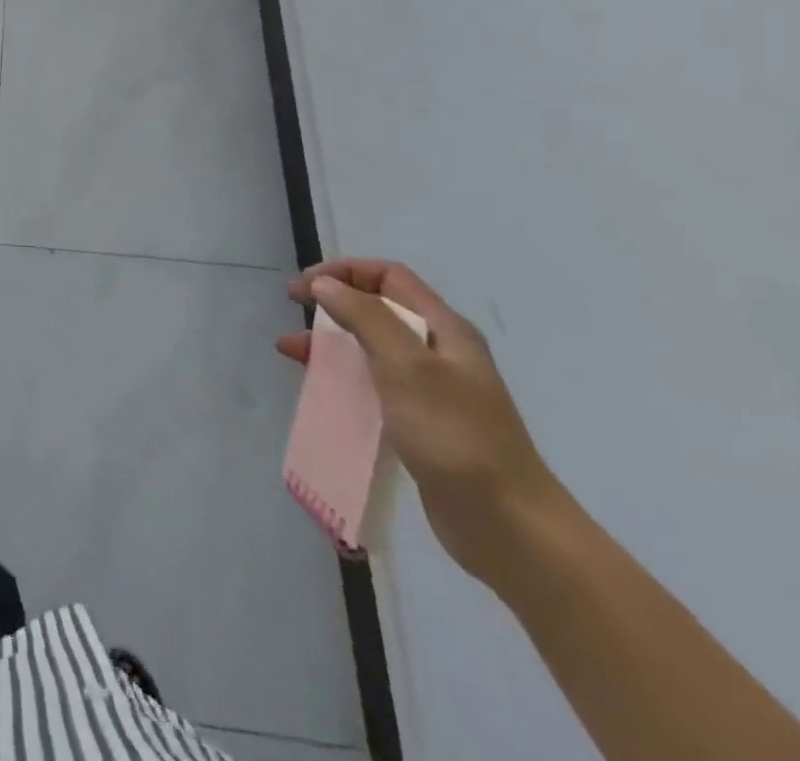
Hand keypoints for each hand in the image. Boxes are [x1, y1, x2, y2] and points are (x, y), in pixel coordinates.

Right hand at [277, 257, 560, 586]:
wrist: (510, 528)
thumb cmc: (456, 436)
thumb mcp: (406, 367)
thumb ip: (365, 318)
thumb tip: (325, 284)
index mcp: (445, 330)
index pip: (389, 277)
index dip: (344, 271)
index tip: (304, 286)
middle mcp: (439, 353)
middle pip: (379, 308)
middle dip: (333, 302)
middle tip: (293, 309)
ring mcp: (432, 391)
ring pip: (371, 347)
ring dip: (330, 340)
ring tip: (289, 350)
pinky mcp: (421, 424)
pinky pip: (373, 384)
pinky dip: (341, 376)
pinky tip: (319, 387)